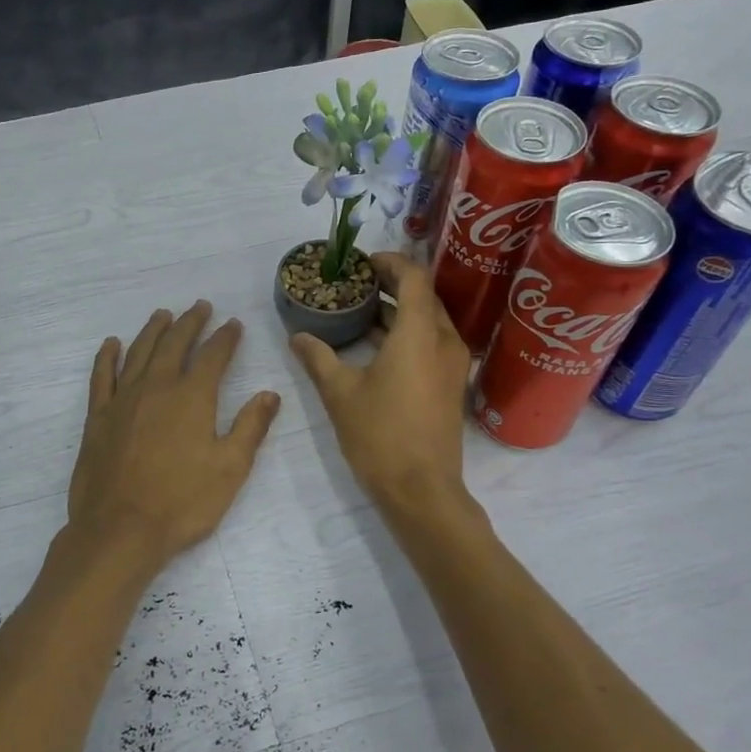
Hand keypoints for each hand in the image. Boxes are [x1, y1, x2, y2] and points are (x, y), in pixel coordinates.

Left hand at [67, 301, 281, 568]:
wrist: (119, 530)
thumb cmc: (182, 503)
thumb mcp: (230, 469)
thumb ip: (250, 427)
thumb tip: (269, 394)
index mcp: (192, 397)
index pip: (214, 356)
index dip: (226, 337)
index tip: (234, 324)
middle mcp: (157, 387)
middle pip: (175, 344)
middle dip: (190, 323)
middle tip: (200, 307)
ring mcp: (123, 400)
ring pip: (139, 352)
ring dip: (153, 330)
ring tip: (163, 315)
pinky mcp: (98, 417)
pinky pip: (102, 376)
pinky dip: (107, 356)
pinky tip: (112, 344)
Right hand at [289, 253, 472, 513]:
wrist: (421, 489)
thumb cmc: (380, 435)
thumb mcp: (340, 393)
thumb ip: (318, 358)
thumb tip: (297, 336)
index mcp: (419, 333)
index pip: (413, 277)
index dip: (389, 262)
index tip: (362, 263)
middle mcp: (444, 340)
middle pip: (424, 296)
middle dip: (392, 284)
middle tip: (356, 284)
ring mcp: (453, 364)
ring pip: (429, 320)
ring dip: (399, 310)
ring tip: (362, 311)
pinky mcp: (451, 384)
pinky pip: (432, 342)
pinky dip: (407, 334)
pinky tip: (378, 346)